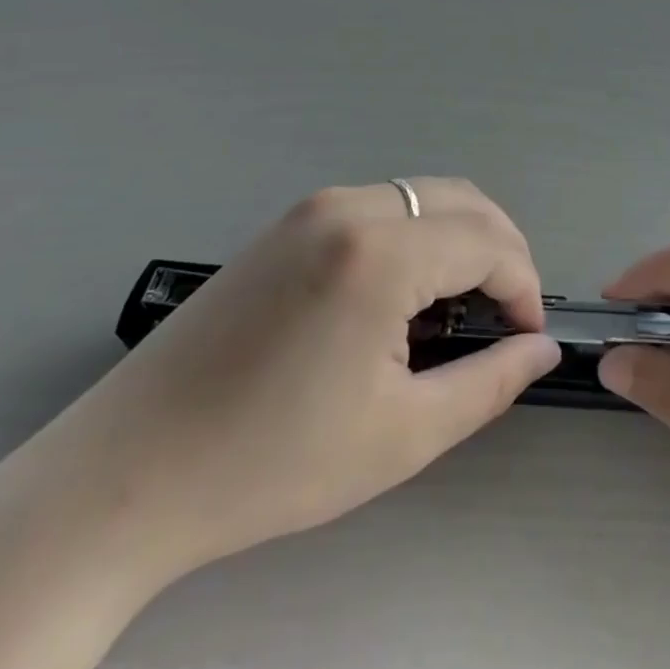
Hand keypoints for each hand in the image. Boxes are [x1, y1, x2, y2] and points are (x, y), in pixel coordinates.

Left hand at [28, 180, 560, 586]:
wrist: (128, 472)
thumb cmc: (272, 463)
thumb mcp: (401, 435)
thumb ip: (489, 381)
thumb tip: (542, 347)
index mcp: (379, 252)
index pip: (489, 242)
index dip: (523, 286)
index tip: (525, 337)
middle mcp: (349, 207)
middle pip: (463, 201)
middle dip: (501, 251)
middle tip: (504, 317)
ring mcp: (313, 207)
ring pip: (423, 196)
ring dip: (460, 239)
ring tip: (457, 310)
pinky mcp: (288, 221)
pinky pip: (381, 206)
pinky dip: (417, 235)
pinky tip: (402, 295)